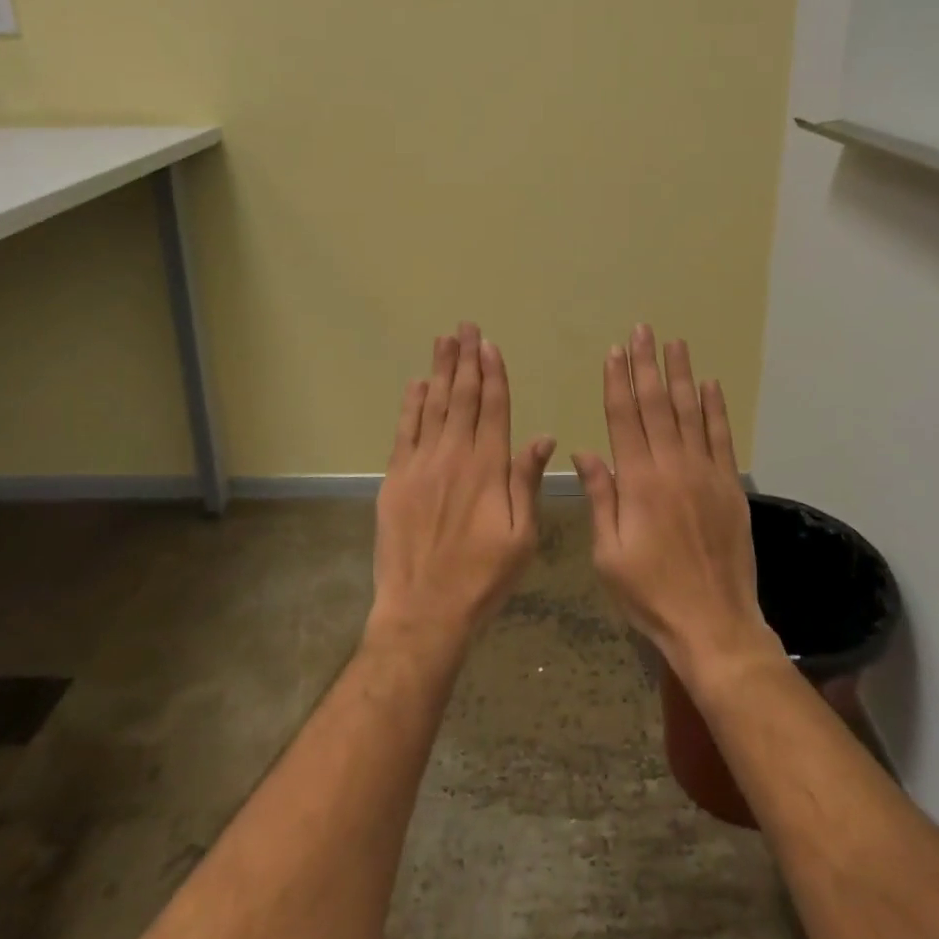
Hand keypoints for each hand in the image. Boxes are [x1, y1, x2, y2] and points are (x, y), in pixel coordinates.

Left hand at [369, 323, 554, 653]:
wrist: (424, 610)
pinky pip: (404, 431)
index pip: (493, 408)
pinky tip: (416, 383)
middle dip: (466, 360)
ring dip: (439, 371)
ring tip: (444, 340)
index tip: (490, 345)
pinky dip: (411, 405)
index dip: (493, 374)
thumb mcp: (522, 536)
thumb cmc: (483, 577)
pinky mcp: (395, 479)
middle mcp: (454, 456)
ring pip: (432, 406)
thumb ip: (527, 482)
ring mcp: (421, 465)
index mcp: (488, 468)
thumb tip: (542, 437)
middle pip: (461, 397)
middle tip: (465, 327)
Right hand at [574, 325, 782, 684]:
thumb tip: (584, 451)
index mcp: (637, 482)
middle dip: (646, 365)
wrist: (713, 623)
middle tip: (643, 330)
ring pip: (690, 413)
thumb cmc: (650, 593)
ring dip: (680, 375)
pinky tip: (711, 385)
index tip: (614, 351)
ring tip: (674, 343)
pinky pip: (722, 438)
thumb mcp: (608, 553)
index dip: (617, 381)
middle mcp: (672, 467)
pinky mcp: (730, 486)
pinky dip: (716, 409)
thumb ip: (600, 497)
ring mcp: (705, 473)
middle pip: (656, 405)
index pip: (624, 418)